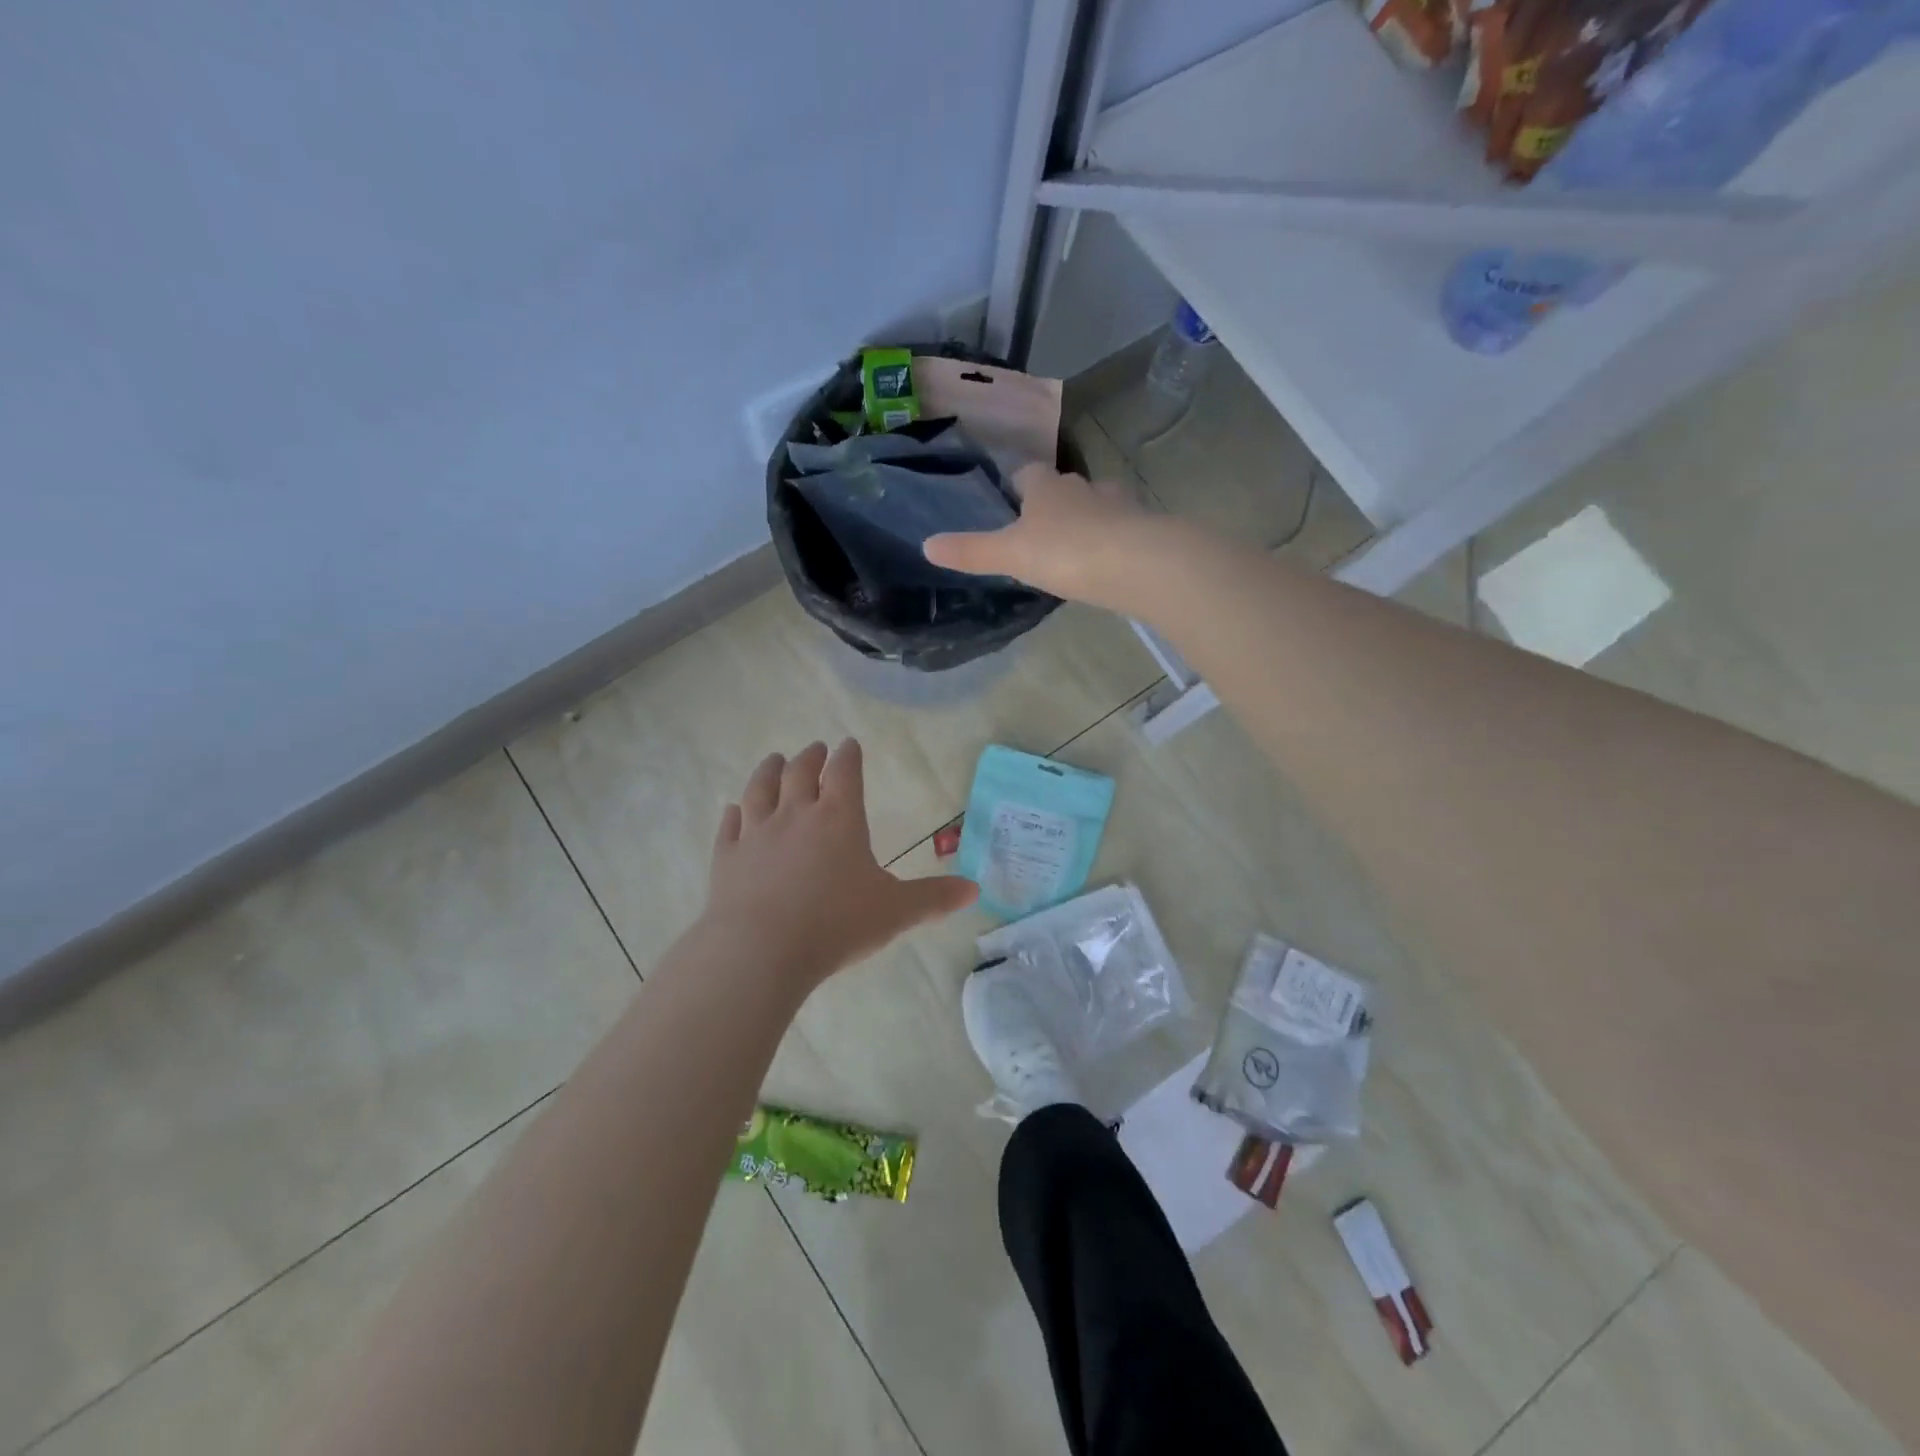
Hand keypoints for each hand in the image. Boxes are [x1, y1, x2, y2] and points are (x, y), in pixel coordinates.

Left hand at [703, 739, 977, 987]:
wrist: (760, 951)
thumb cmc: (836, 925)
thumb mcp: (895, 912)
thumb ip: (934, 898)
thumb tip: (975, 890)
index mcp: (838, 818)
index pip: (845, 772)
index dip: (849, 756)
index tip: (849, 744)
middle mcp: (795, 815)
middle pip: (800, 772)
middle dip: (810, 757)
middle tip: (815, 748)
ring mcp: (756, 834)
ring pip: (760, 789)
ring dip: (768, 771)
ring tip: (773, 759)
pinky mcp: (726, 858)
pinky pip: (729, 827)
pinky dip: (732, 815)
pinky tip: (732, 811)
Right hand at [923, 463, 1155, 610]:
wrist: (1137, 563)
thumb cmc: (1065, 551)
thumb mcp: (1009, 555)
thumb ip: (970, 552)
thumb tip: (926, 545)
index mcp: (1046, 487)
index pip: (1028, 473)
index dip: (1018, 484)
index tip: (1012, 500)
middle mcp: (1083, 487)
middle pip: (1065, 487)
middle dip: (1054, 503)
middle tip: (1042, 531)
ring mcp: (1118, 505)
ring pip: (1097, 504)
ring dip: (1087, 519)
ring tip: (1076, 548)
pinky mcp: (1144, 528)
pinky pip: (1122, 529)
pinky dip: (1113, 540)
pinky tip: (1108, 562)